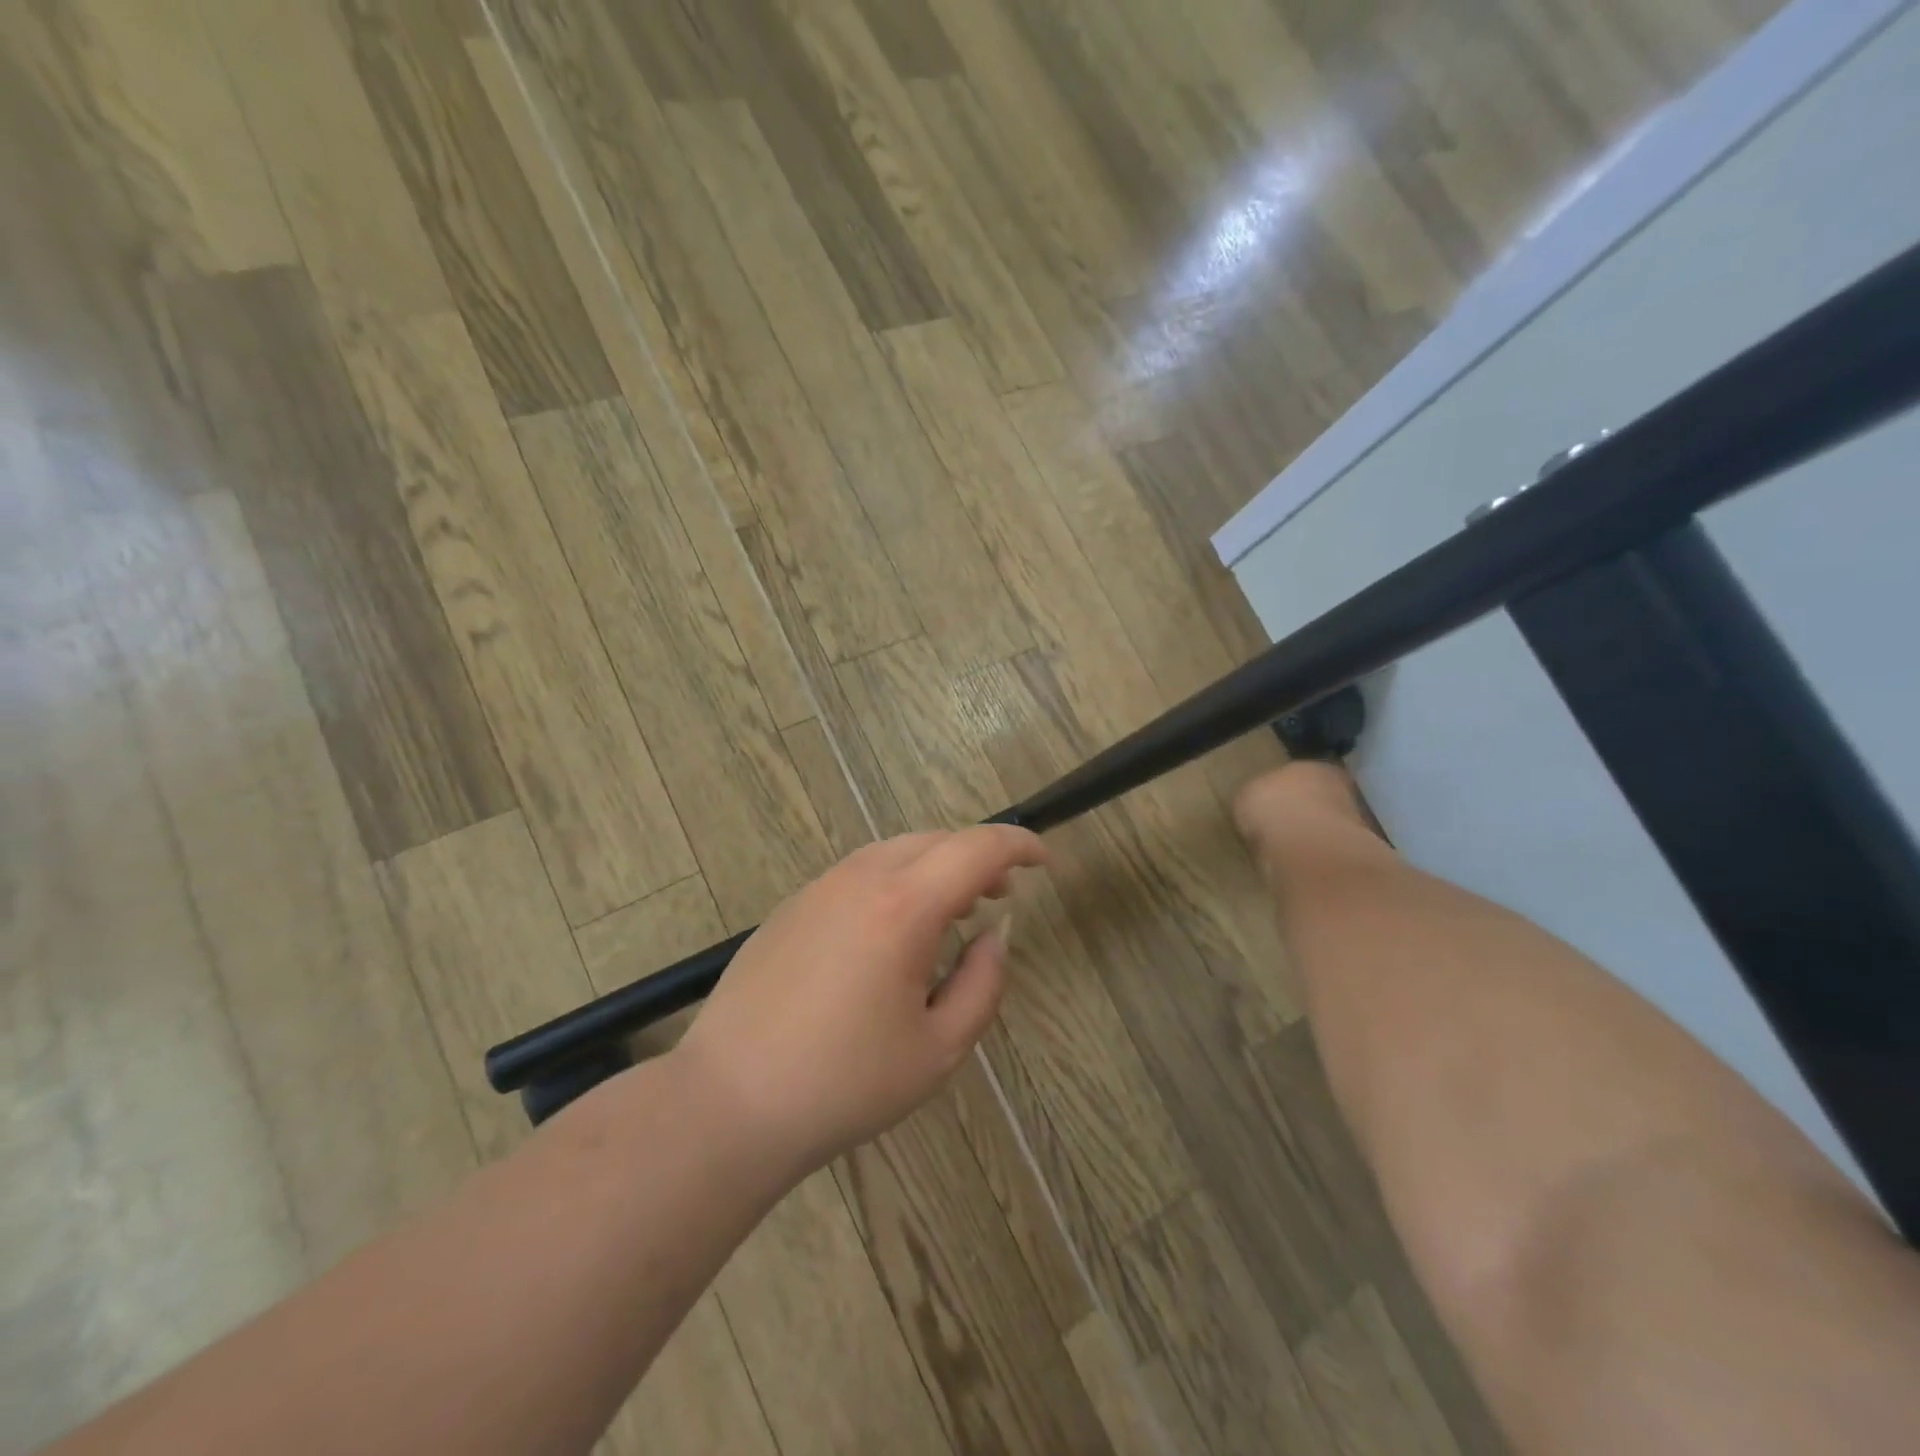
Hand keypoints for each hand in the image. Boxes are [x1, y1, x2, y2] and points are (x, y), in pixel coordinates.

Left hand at [673, 826, 1047, 1177]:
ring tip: (952, 911)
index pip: (976, 849)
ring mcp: (819, 888)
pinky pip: (858, 873)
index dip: (1018, 845)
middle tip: (1000, 893)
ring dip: (934, 867)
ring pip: (894, 852)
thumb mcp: (938, 1050)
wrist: (729, 1101)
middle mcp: (860, 879)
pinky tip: (892, 929)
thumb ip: (982, 984)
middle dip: (977, 856)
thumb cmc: (844, 1084)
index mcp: (903, 907)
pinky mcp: (791, 907)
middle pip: (935, 841)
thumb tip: (996, 935)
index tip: (1044, 860)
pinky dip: (894, 881)